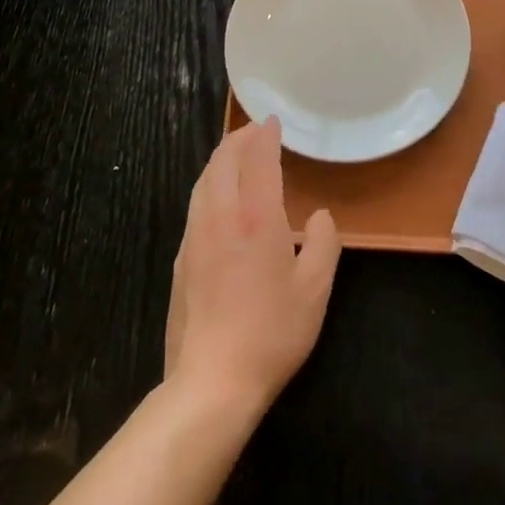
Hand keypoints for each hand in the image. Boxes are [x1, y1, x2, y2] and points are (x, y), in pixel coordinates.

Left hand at [163, 119, 341, 412]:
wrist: (211, 382)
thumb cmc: (271, 333)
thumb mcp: (314, 290)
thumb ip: (323, 244)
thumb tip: (319, 217)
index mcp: (256, 218)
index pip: (258, 160)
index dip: (265, 136)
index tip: (272, 122)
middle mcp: (221, 217)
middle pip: (222, 162)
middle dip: (238, 139)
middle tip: (253, 131)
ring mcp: (195, 238)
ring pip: (203, 181)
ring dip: (219, 160)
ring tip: (234, 155)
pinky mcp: (181, 260)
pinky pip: (195, 205)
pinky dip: (209, 185)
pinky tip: (217, 199)